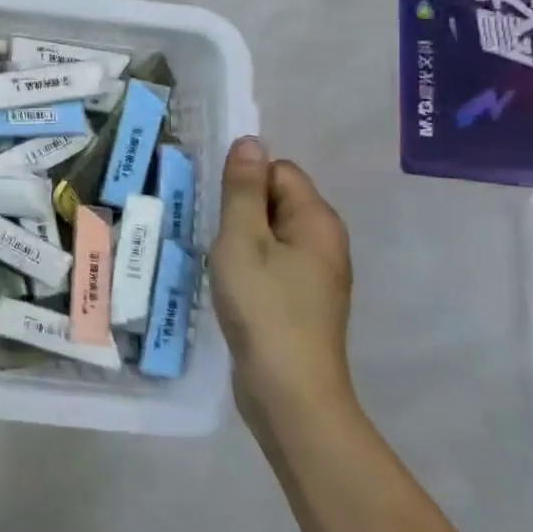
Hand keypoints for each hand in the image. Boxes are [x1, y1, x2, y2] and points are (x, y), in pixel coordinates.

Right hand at [209, 137, 356, 437]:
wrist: (289, 390)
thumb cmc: (264, 307)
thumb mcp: (242, 240)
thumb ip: (243, 190)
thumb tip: (250, 141)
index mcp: (317, 221)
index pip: (279, 170)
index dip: (244, 179)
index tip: (213, 201)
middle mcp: (324, 242)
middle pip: (277, 200)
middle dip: (240, 208)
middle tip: (208, 229)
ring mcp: (315, 274)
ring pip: (270, 233)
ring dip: (239, 237)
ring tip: (212, 255)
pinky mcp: (300, 299)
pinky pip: (271, 261)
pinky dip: (247, 263)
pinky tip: (226, 280)